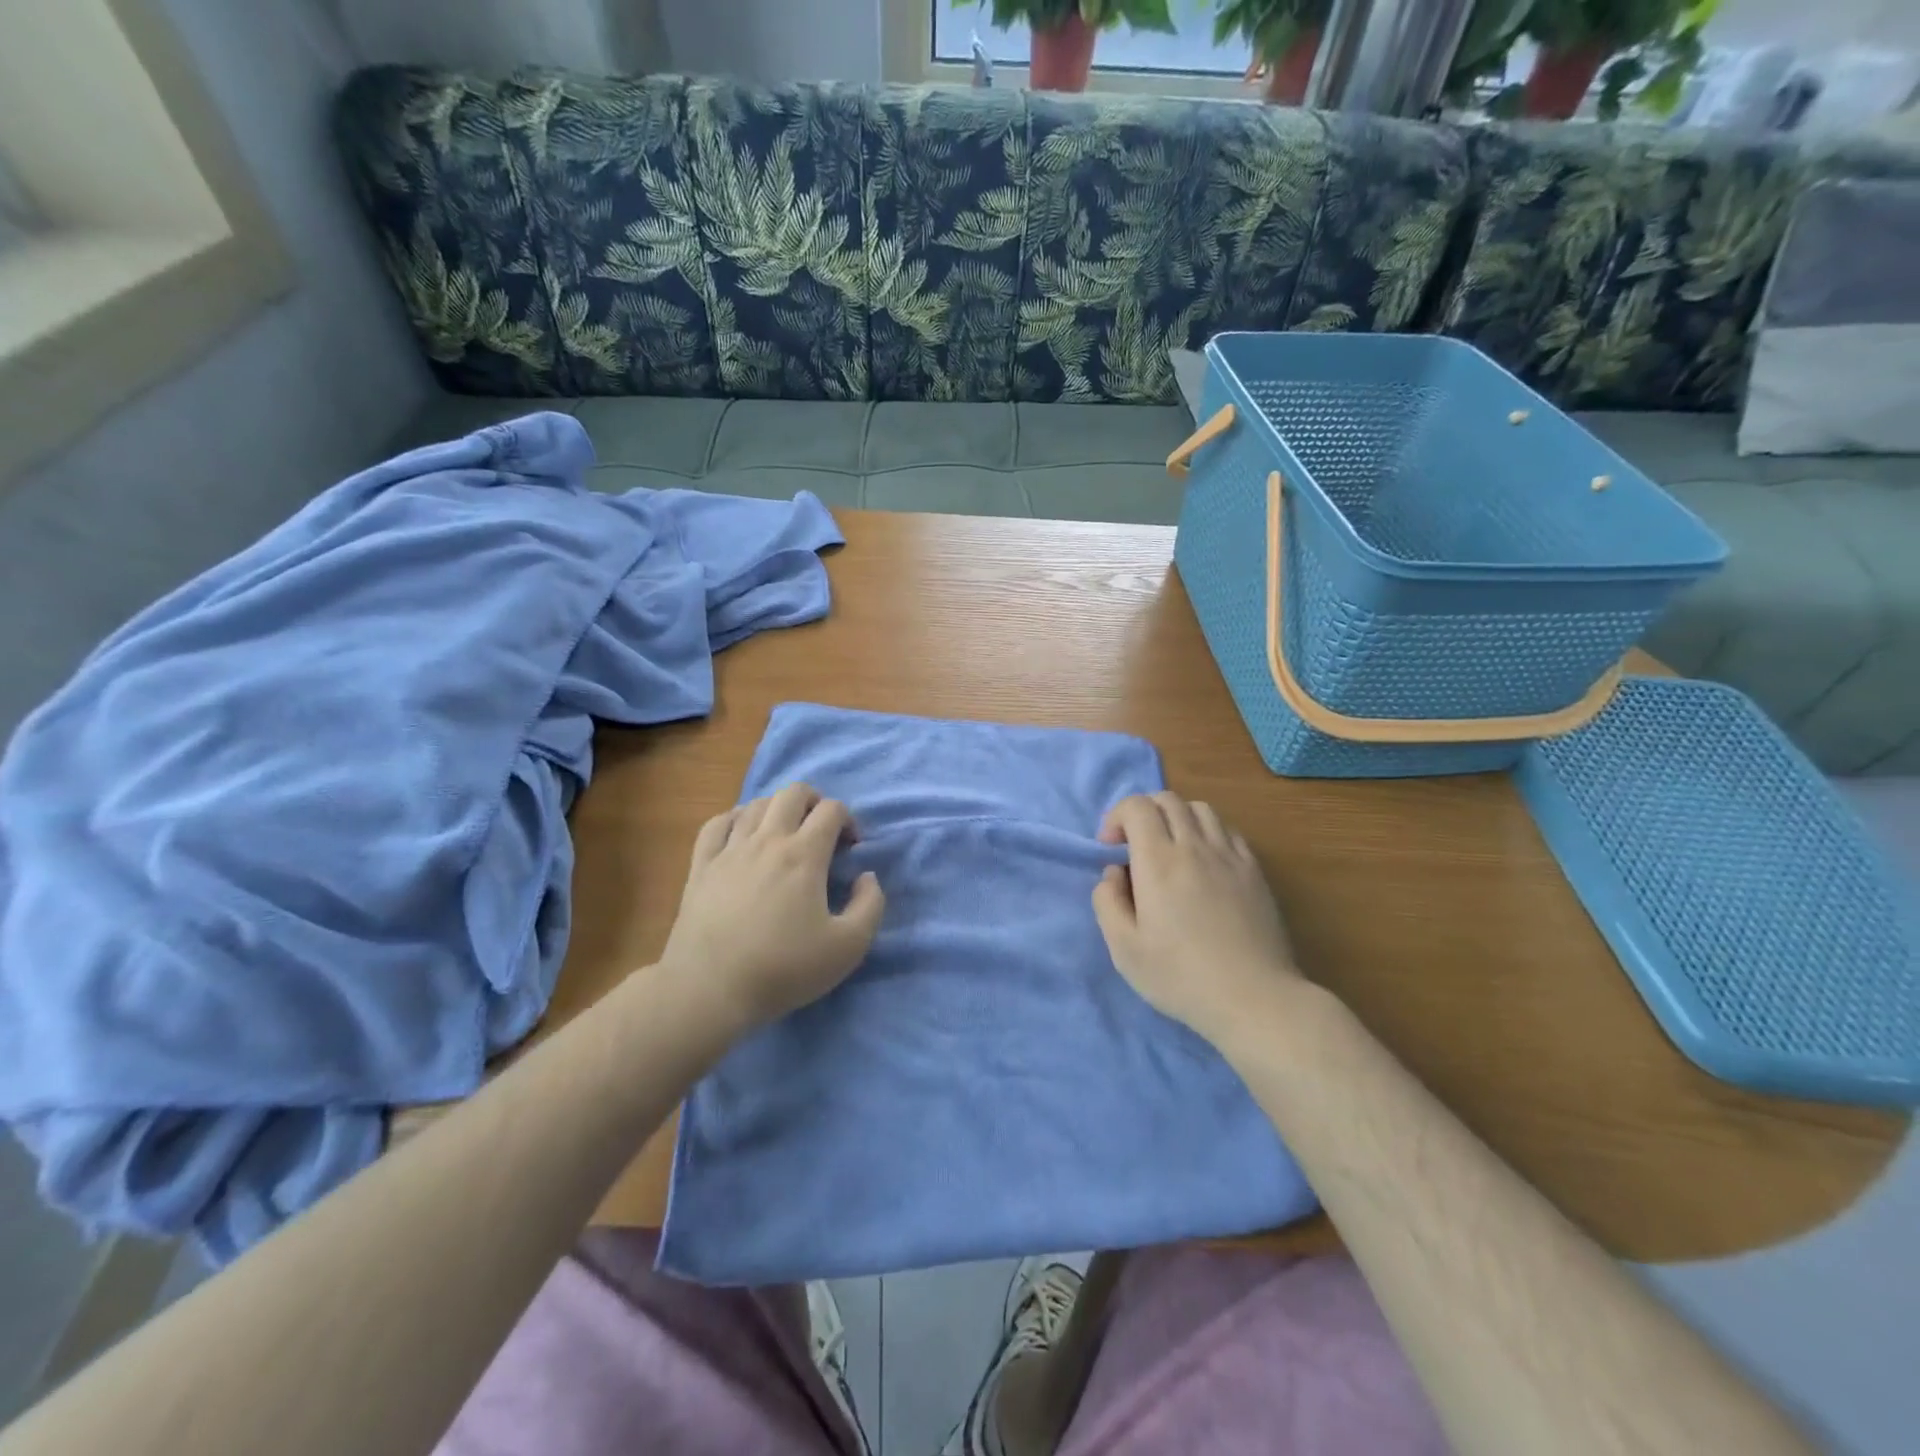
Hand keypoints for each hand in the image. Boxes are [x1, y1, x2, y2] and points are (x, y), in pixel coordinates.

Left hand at [660, 784, 884, 1031]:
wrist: (709, 990)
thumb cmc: (783, 969)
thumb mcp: (848, 947)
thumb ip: (870, 905)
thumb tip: (866, 877)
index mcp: (804, 854)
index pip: (831, 809)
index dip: (848, 820)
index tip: (850, 848)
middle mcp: (767, 840)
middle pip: (793, 793)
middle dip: (815, 802)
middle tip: (821, 831)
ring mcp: (729, 850)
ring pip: (756, 804)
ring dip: (778, 809)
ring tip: (785, 834)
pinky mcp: (700, 866)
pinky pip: (717, 823)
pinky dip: (735, 819)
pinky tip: (741, 834)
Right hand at [1092, 792, 1301, 1044]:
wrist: (1255, 999)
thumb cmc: (1181, 977)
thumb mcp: (1124, 949)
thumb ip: (1107, 901)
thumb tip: (1114, 872)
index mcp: (1159, 861)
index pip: (1137, 806)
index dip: (1117, 816)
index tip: (1110, 848)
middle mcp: (1195, 846)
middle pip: (1168, 799)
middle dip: (1142, 812)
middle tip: (1134, 846)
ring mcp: (1230, 855)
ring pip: (1200, 809)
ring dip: (1176, 817)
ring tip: (1170, 849)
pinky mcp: (1255, 871)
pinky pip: (1228, 830)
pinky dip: (1207, 832)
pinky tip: (1204, 862)